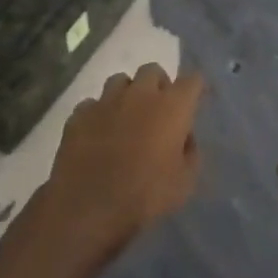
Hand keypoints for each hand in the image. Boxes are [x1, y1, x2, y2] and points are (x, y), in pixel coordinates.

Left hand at [39, 64, 203, 262]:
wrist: (89, 207)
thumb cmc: (145, 196)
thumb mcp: (184, 183)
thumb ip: (190, 153)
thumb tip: (185, 137)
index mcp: (171, 106)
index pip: (192, 80)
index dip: (196, 88)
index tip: (197, 99)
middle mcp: (140, 93)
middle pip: (153, 71)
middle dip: (159, 85)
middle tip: (159, 110)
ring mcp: (106, 99)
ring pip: (120, 81)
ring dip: (127, 94)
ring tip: (126, 118)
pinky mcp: (80, 113)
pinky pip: (93, 104)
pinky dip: (99, 114)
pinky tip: (98, 133)